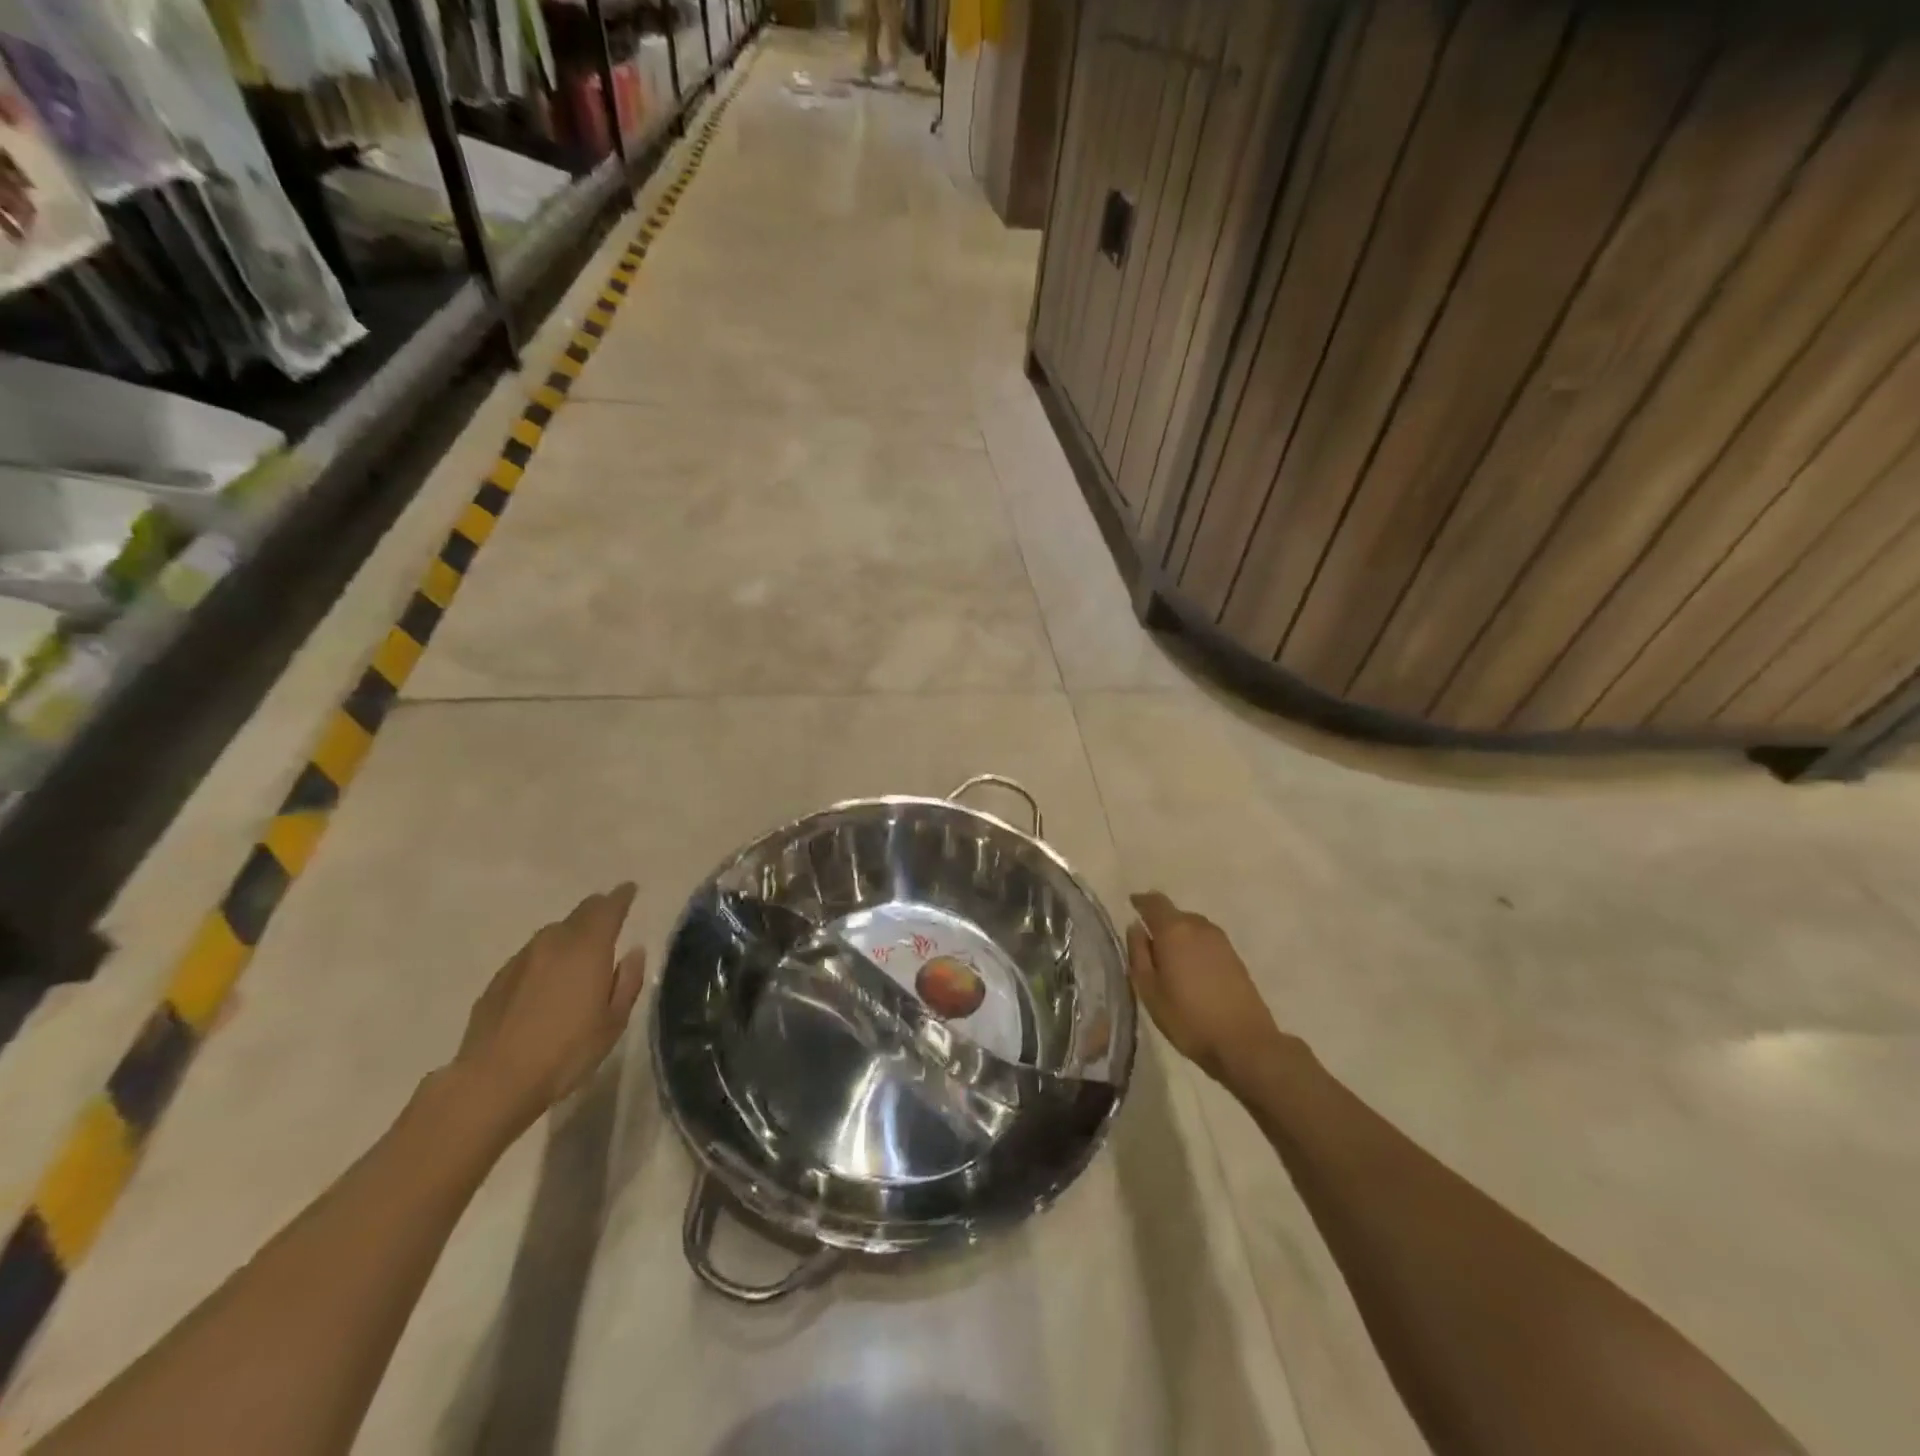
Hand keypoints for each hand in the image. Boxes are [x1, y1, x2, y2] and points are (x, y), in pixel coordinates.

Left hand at [451, 883, 647, 1135]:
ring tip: (579, 950)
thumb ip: (627, 981)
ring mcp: (521, 960)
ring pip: (552, 934)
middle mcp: (554, 943)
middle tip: (609, 914)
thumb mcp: (613, 1022)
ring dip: (570, 934)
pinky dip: (546, 958)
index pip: (608, 908)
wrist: (493, 1081)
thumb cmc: (566, 1052)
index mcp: (588, 948)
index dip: (621, 896)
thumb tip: (633, 952)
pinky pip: (530, 957)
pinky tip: (547, 981)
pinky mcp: (497, 981)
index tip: (630, 889)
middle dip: (597, 909)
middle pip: (579, 914)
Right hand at [1127, 891, 1282, 1086]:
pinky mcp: (1235, 957)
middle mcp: (1199, 927)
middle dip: (1160, 923)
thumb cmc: (1188, 1018)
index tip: (1131, 905)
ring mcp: (1221, 941)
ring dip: (1179, 936)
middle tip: (1147, 945)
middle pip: (1175, 914)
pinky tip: (1190, 971)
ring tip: (1169, 960)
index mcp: (1174, 930)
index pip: (1154, 902)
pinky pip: (1206, 942)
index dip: (1141, 901)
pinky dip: (1194, 948)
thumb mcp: (1149, 990)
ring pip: (1192, 928)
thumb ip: (1138, 954)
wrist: (1245, 1043)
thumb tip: (1136, 927)